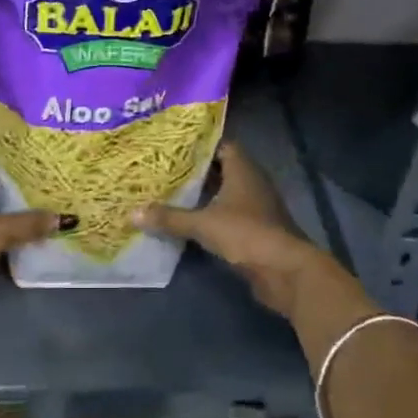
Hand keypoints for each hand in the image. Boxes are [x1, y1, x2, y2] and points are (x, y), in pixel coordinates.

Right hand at [132, 142, 342, 319]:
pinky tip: (190, 221)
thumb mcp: (203, 224)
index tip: (174, 146)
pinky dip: (212, 216)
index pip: (222, 145)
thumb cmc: (246, 234)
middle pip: (222, 169)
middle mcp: (252, 182)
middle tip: (165, 169)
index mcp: (243, 170)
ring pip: (226, 193)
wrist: (285, 271)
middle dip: (196, 170)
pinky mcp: (257, 230)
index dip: (200, 145)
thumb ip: (170, 218)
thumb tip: (133, 212)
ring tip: (171, 193)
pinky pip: (230, 215)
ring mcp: (257, 207)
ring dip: (204, 195)